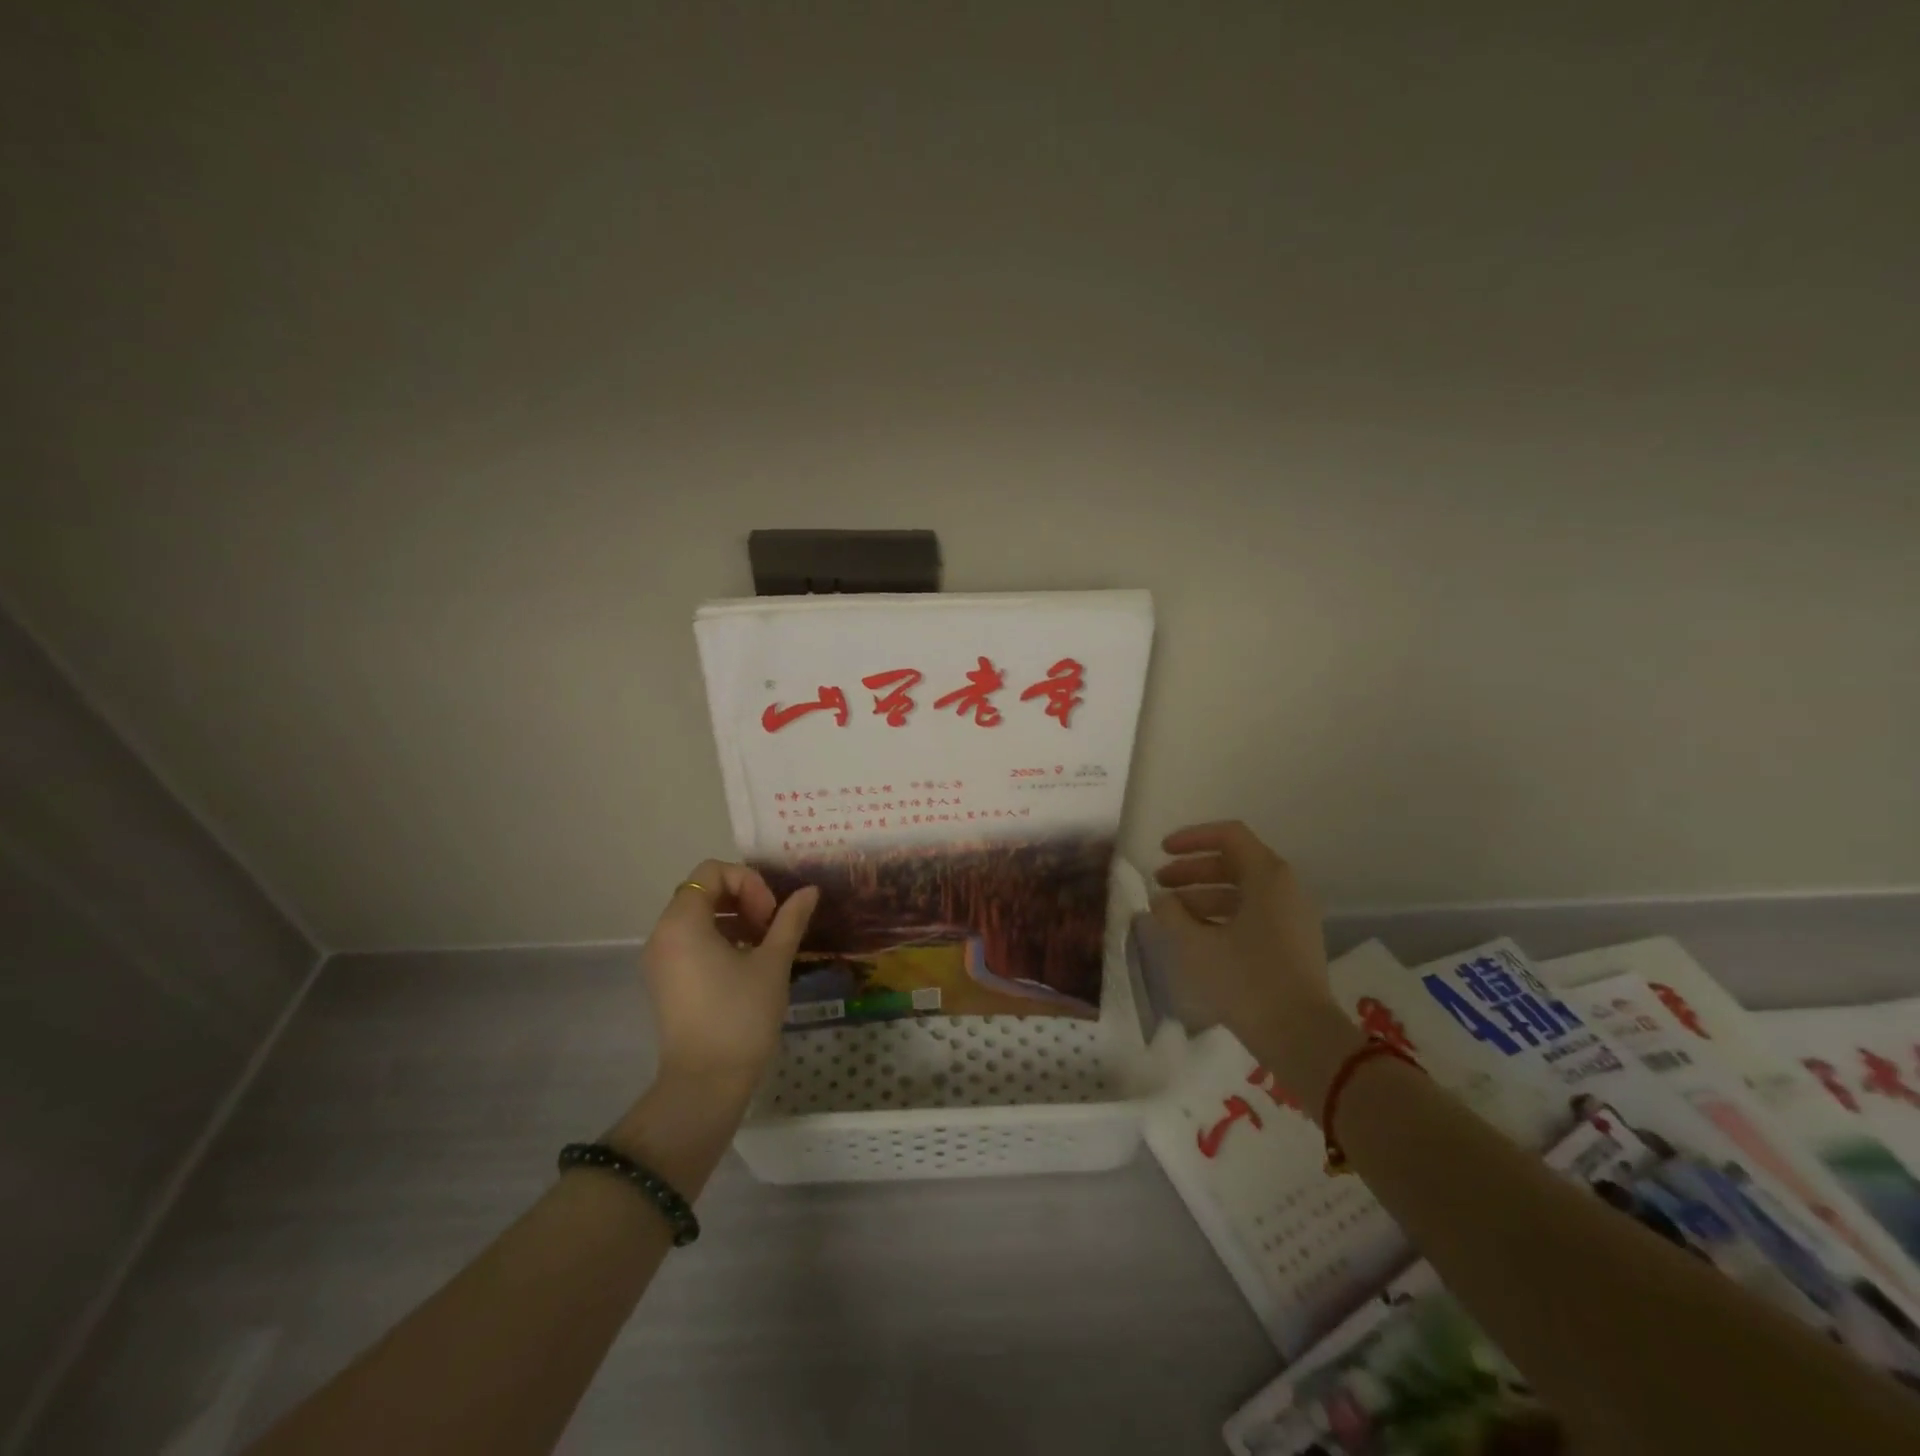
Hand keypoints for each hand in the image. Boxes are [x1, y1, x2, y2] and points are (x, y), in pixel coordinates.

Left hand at [642, 860, 817, 1088]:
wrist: (705, 1083)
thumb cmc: (741, 1015)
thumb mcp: (773, 962)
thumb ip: (790, 919)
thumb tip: (809, 890)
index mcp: (683, 921)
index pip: (713, 872)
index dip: (749, 883)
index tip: (770, 915)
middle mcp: (663, 933)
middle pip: (704, 890)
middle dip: (743, 899)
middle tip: (772, 927)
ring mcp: (660, 959)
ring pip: (698, 916)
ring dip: (734, 918)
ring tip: (765, 945)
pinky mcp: (665, 980)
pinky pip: (690, 941)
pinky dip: (719, 938)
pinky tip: (747, 964)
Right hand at [1152, 821, 1355, 1095]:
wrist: (1302, 1038)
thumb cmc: (1246, 981)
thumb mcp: (1195, 945)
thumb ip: (1170, 914)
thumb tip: (1161, 900)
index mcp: (1267, 876)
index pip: (1228, 836)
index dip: (1191, 839)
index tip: (1161, 851)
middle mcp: (1285, 888)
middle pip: (1233, 863)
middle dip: (1192, 871)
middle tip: (1160, 885)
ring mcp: (1292, 917)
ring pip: (1241, 892)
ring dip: (1203, 897)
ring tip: (1170, 916)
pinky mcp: (1293, 944)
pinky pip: (1252, 915)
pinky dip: (1221, 917)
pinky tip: (1196, 938)